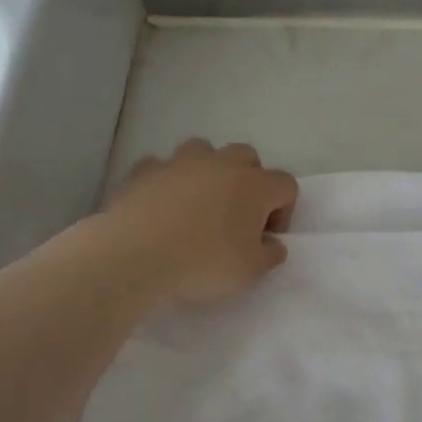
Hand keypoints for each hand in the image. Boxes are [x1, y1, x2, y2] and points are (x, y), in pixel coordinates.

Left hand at [103, 139, 299, 304]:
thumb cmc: (203, 263)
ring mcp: (180, 162)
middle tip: (237, 214)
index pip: (285, 184)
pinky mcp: (145, 170)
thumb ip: (270, 254)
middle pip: (247, 156)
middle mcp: (222, 164)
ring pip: (203, 150)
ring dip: (207, 170)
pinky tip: (160, 204)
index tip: (266, 237)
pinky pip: (161, 166)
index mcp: (255, 186)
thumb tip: (272, 243)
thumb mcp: (250, 271)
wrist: (135, 255)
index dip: (283, 210)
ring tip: (198, 201)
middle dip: (248, 180)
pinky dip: (166, 180)